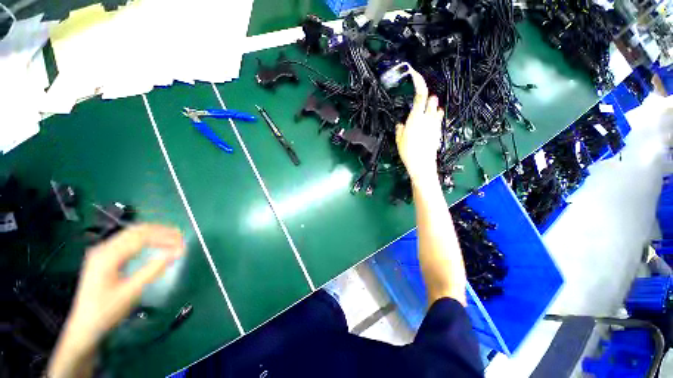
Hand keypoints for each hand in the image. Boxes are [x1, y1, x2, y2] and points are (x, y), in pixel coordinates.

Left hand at [48, 224, 184, 377]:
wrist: (84, 327)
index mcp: (107, 256)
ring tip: (172, 239)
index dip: (164, 237)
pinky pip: (128, 241)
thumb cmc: (106, 311)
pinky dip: (145, 240)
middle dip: (161, 231)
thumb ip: (153, 269)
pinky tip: (154, 244)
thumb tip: (177, 252)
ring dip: (154, 234)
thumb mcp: (131, 292)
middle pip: (136, 230)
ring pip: (132, 234)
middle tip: (180, 238)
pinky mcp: (104, 257)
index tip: (182, 241)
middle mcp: (103, 248)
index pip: (141, 237)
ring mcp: (102, 252)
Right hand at [395, 67, 444, 184]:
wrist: (422, 164)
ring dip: (431, 107)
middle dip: (426, 98)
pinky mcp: (439, 130)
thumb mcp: (398, 140)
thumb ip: (400, 128)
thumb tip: (401, 123)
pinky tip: (428, 124)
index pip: (420, 94)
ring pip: (437, 108)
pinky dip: (434, 117)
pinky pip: (438, 118)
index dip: (419, 81)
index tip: (414, 74)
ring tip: (423, 115)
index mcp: (415, 118)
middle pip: (431, 98)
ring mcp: (435, 124)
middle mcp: (428, 117)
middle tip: (418, 104)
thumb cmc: (408, 152)